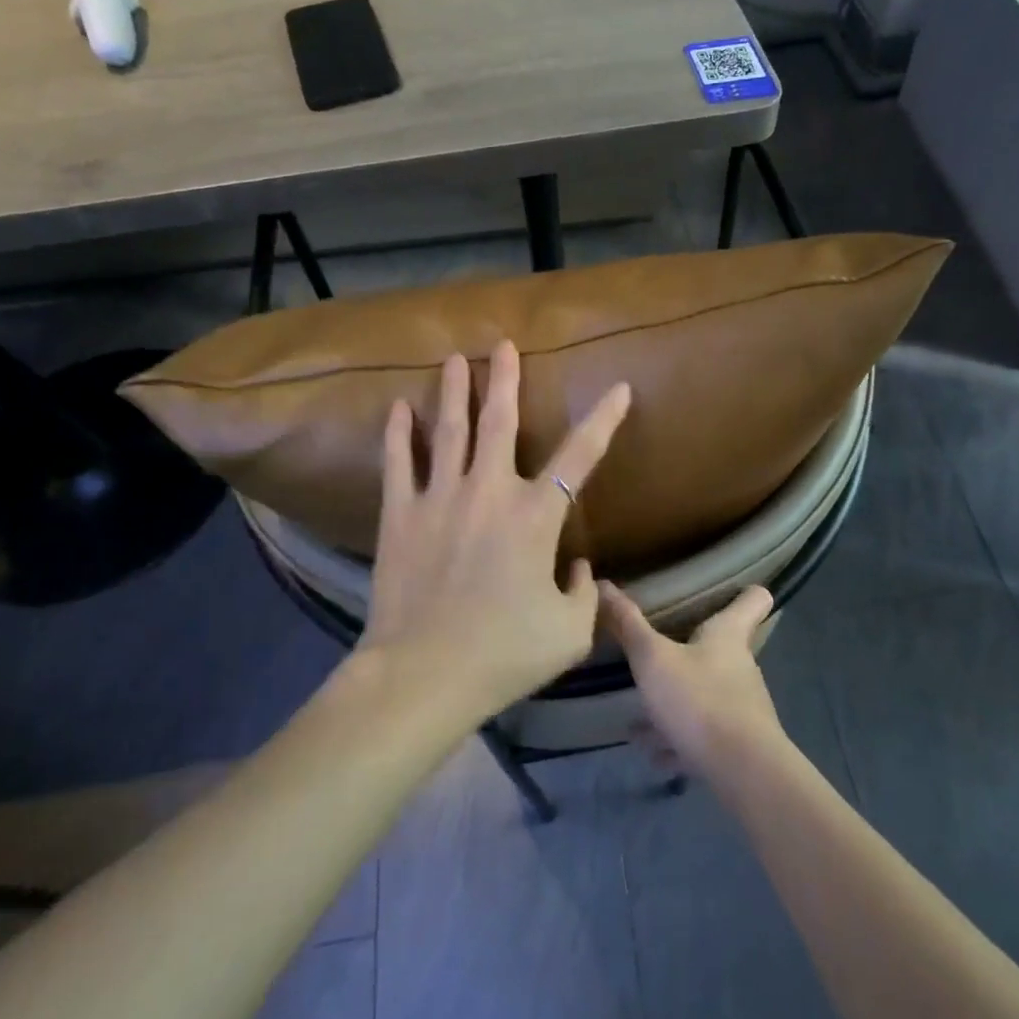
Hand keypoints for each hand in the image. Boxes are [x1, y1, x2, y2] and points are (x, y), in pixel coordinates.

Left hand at [361, 340, 631, 725]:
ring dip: (454, 391)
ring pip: (449, 430)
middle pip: (500, 422)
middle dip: (505, 380)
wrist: (424, 674)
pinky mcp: (400, 514)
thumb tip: (576, 567)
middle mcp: (489, 491)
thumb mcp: (569, 632)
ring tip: (454, 358)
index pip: (580, 457)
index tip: (619, 389)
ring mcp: (440, 497)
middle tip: (503, 344)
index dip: (604, 420)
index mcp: (535, 516)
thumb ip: (582, 592)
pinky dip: (399, 433)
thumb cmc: (505, 653)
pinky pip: (399, 462)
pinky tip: (399, 407)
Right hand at [601, 582, 782, 778]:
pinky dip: (679, 740)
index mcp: (728, 635)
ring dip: (677, 703)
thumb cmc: (699, 700)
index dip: (745, 592)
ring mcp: (743, 707)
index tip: (734, 588)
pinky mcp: (739, 744)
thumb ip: (628, 625)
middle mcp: (740, 666)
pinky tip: (654, 753)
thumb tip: (603, 583)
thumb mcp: (652, 659)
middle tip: (660, 653)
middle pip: (723, 649)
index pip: (753, 600)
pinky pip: (704, 734)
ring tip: (639, 718)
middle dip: (692, 651)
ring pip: (707, 695)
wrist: (743, 774)